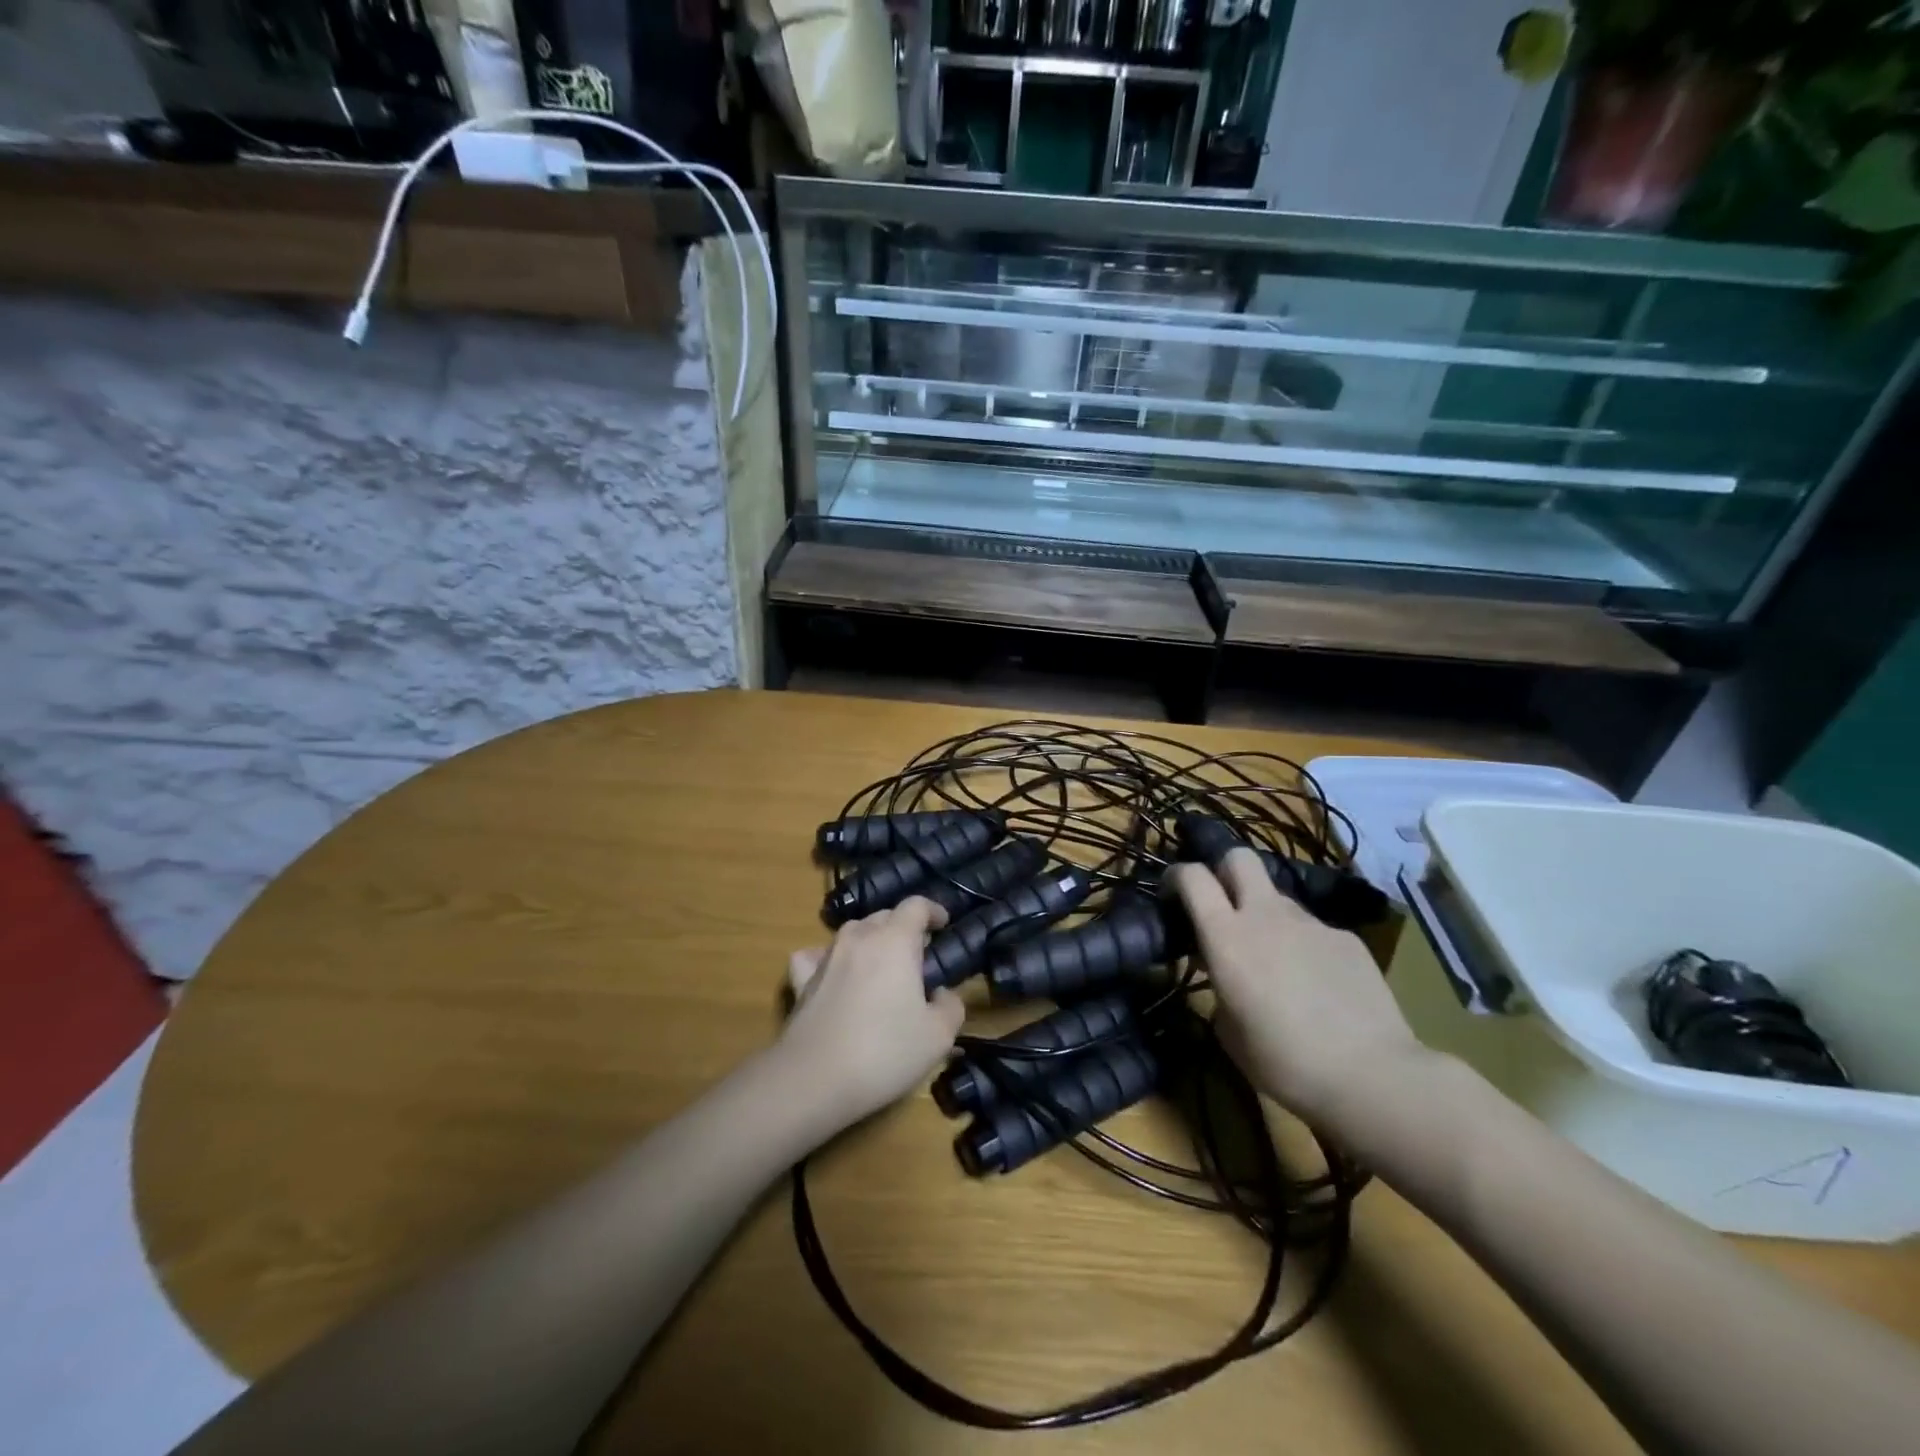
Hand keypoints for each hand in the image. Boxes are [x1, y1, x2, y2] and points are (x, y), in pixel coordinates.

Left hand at [780, 897, 965, 1129]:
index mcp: (895, 940)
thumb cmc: (885, 1052)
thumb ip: (950, 1006)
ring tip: (882, 968)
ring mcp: (826, 957)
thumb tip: (941, 994)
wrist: (814, 1080)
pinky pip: (816, 956)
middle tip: (918, 958)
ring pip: (853, 933)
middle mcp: (859, 937)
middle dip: (904, 929)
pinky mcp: (801, 981)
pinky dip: (828, 958)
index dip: (933, 911)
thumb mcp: (939, 1036)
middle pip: (884, 916)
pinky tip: (833, 973)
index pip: (916, 905)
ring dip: (871, 942)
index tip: (944, 925)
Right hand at [1169, 849, 1421, 1128]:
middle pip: (1239, 858)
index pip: (1193, 876)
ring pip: (1278, 899)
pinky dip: (1304, 947)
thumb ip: (1219, 987)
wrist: (1372, 1076)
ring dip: (1266, 917)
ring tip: (1275, 962)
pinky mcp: (1346, 938)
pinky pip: (1313, 931)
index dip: (1177, 876)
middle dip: (1224, 870)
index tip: (1172, 894)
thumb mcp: (1228, 1031)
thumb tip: (1225, 974)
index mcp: (1226, 936)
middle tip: (1222, 904)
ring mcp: (1310, 923)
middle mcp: (1266, 916)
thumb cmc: (1284, 1061)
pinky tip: (1317, 985)